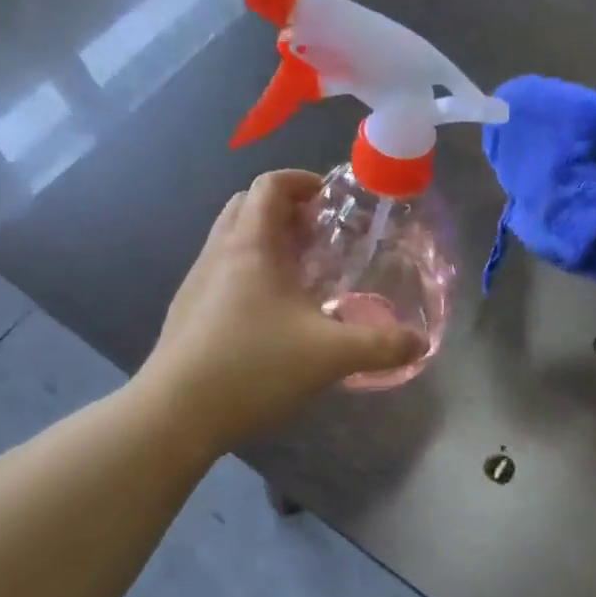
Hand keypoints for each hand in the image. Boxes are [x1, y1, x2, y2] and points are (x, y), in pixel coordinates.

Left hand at [139, 171, 423, 448]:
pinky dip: (250, 273)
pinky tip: (273, 315)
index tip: (331, 199)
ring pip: (231, 240)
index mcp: (250, 246)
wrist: (174, 415)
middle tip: (320, 236)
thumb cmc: (253, 367)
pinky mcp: (187, 312)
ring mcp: (196, 283)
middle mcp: (218, 253)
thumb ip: (381, 345)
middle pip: (246, 206)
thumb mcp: (330, 355)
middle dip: (285, 210)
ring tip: (302, 275)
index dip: (302, 181)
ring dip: (266, 242)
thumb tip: (421, 343)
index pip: (270, 185)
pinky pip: (222, 272)